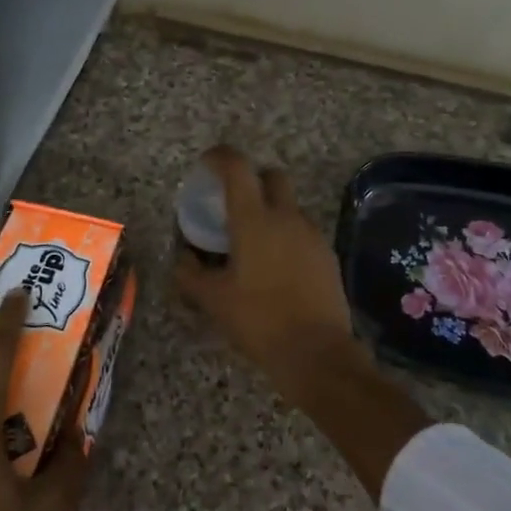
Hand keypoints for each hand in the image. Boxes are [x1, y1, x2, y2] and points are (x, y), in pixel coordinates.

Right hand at [173, 146, 374, 412]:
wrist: (317, 353)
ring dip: (270, 210)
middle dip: (252, 179)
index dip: (220, 156)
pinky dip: (286, 235)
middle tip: (233, 201)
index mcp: (254, 220)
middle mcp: (286, 217)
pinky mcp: (327, 255)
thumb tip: (183, 258)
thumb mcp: (213, 300)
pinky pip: (302, 231)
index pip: (237, 168)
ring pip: (289, 206)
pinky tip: (275, 266)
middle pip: (272, 176)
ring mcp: (312, 235)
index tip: (207, 163)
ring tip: (252, 242)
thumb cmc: (258, 320)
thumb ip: (190, 274)